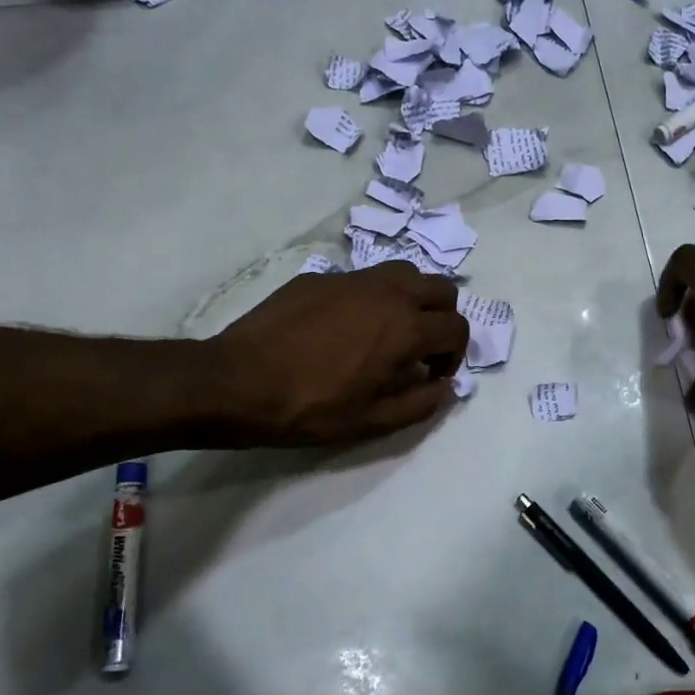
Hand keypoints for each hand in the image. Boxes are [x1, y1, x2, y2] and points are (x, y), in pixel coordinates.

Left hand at [201, 262, 468, 446]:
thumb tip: (446, 388)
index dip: (455, 356)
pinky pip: (363, 279)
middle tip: (422, 348)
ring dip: (412, 298)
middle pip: (440, 289)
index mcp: (405, 329)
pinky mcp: (320, 277)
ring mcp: (352, 279)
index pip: (456, 328)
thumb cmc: (310, 408)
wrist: (237, 382)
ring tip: (391, 329)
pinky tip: (345, 327)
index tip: (432, 376)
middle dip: (442, 318)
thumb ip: (421, 403)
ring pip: (404, 273)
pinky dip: (373, 297)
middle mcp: (387, 293)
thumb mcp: (372, 422)